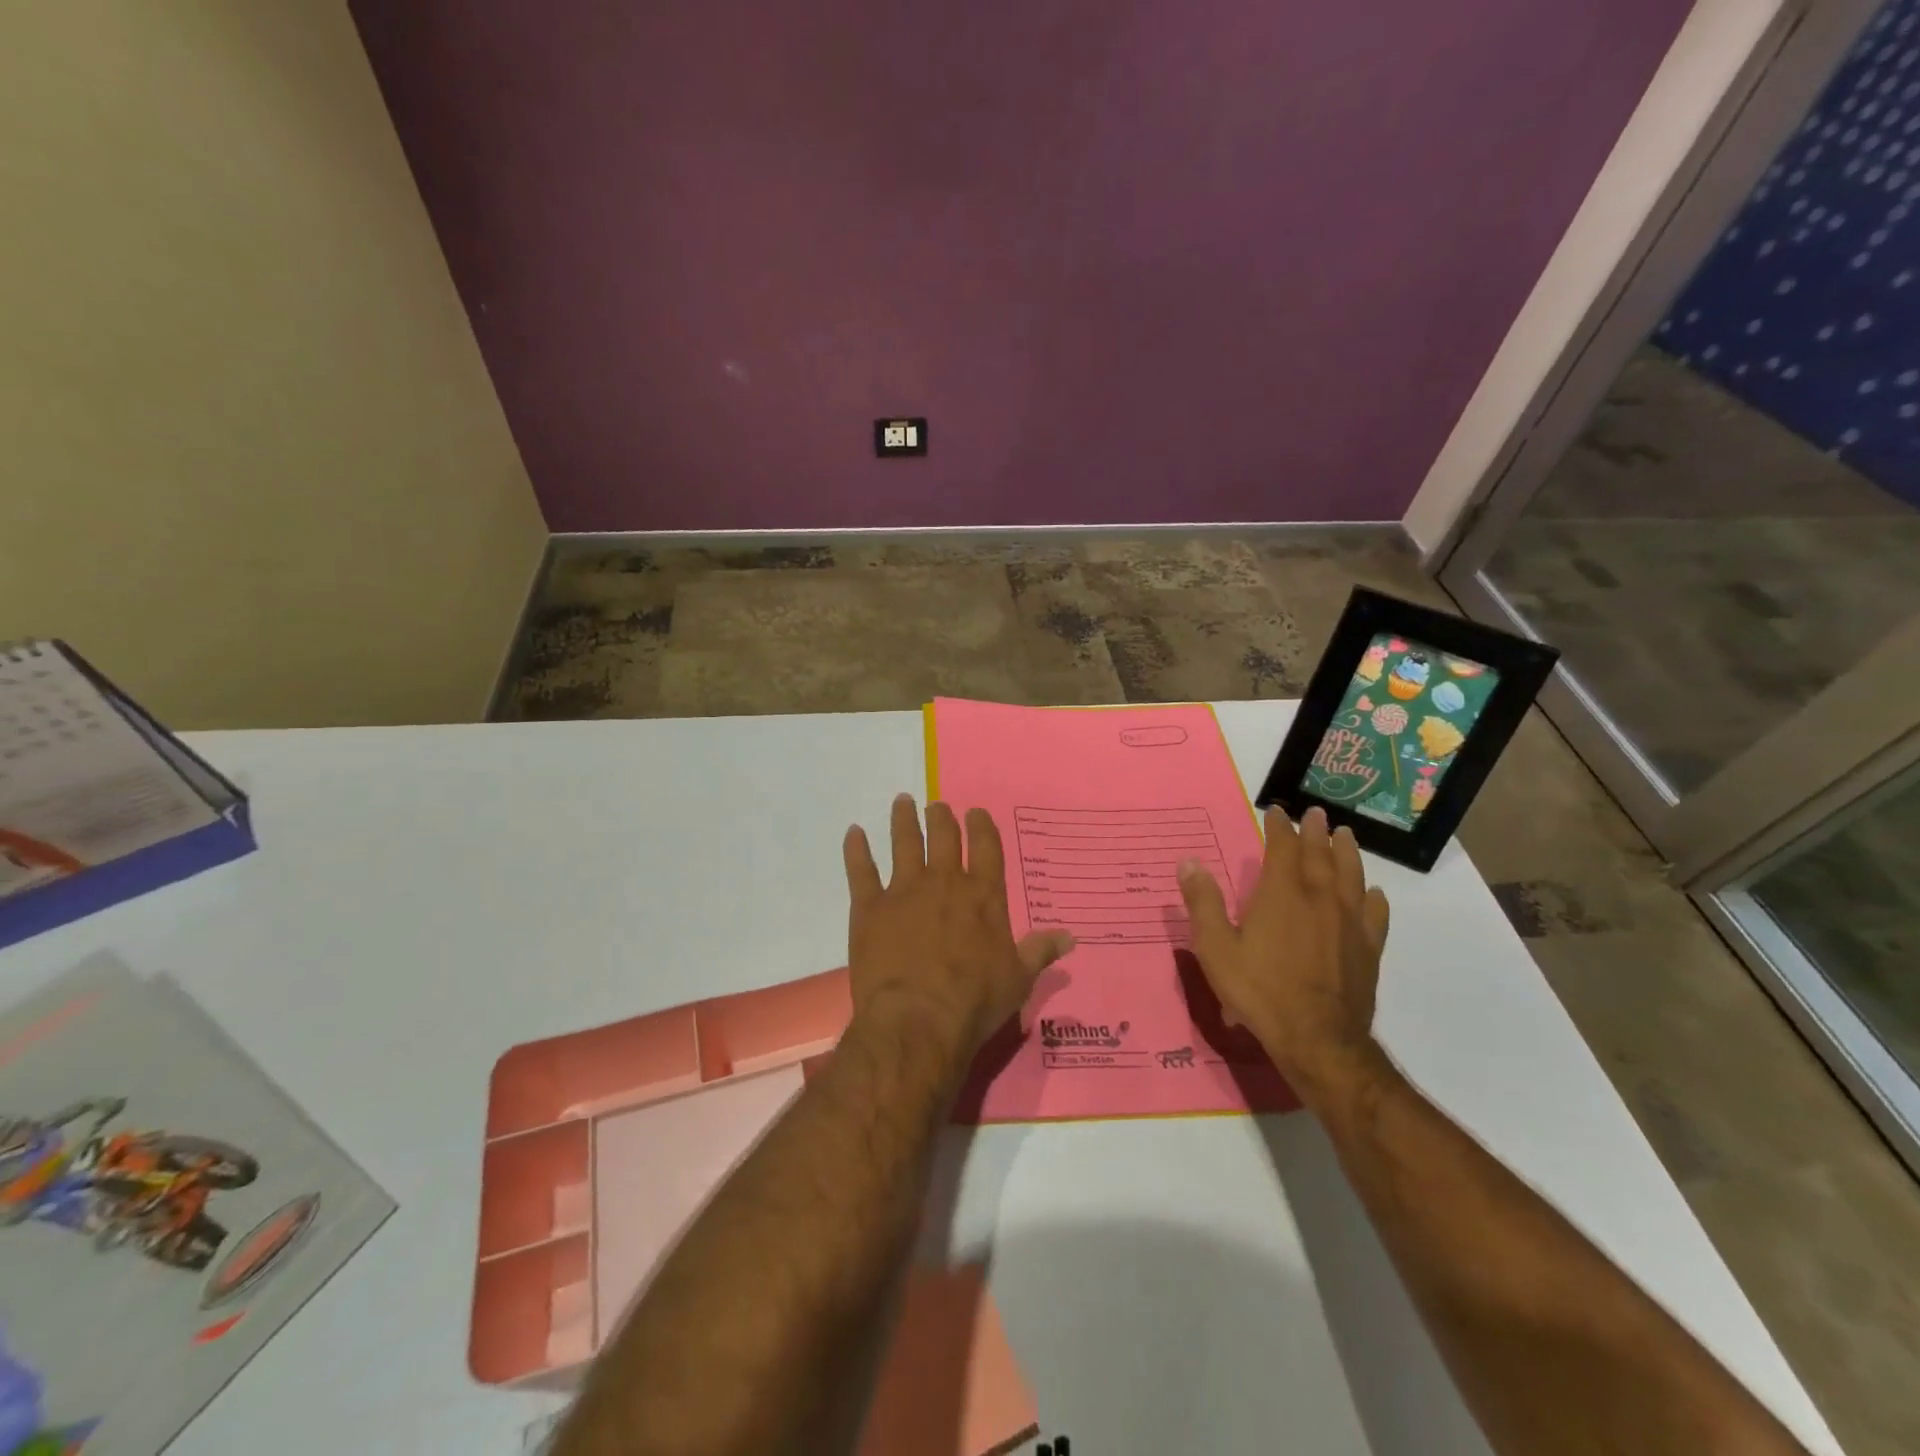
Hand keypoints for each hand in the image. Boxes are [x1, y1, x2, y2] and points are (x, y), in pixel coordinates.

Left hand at [843, 795, 1074, 1060]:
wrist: (918, 1019)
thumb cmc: (974, 1001)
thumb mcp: (1018, 979)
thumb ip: (1040, 951)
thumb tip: (1070, 936)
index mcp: (983, 896)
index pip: (986, 848)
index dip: (981, 826)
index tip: (975, 812)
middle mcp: (945, 882)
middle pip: (944, 837)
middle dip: (942, 818)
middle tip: (937, 806)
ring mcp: (904, 891)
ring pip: (904, 843)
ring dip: (904, 820)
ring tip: (902, 801)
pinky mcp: (869, 907)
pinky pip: (861, 870)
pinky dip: (856, 849)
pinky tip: (853, 832)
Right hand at [1176, 805, 1390, 1104]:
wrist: (1317, 1039)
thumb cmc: (1259, 990)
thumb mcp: (1216, 948)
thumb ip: (1202, 903)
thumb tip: (1188, 862)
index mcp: (1281, 894)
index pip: (1282, 848)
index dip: (1279, 827)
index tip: (1276, 811)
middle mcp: (1319, 899)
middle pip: (1320, 854)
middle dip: (1315, 831)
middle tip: (1316, 812)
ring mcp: (1348, 923)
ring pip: (1351, 876)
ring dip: (1347, 852)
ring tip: (1346, 836)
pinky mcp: (1367, 949)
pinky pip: (1374, 914)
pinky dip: (1372, 898)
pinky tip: (1372, 894)